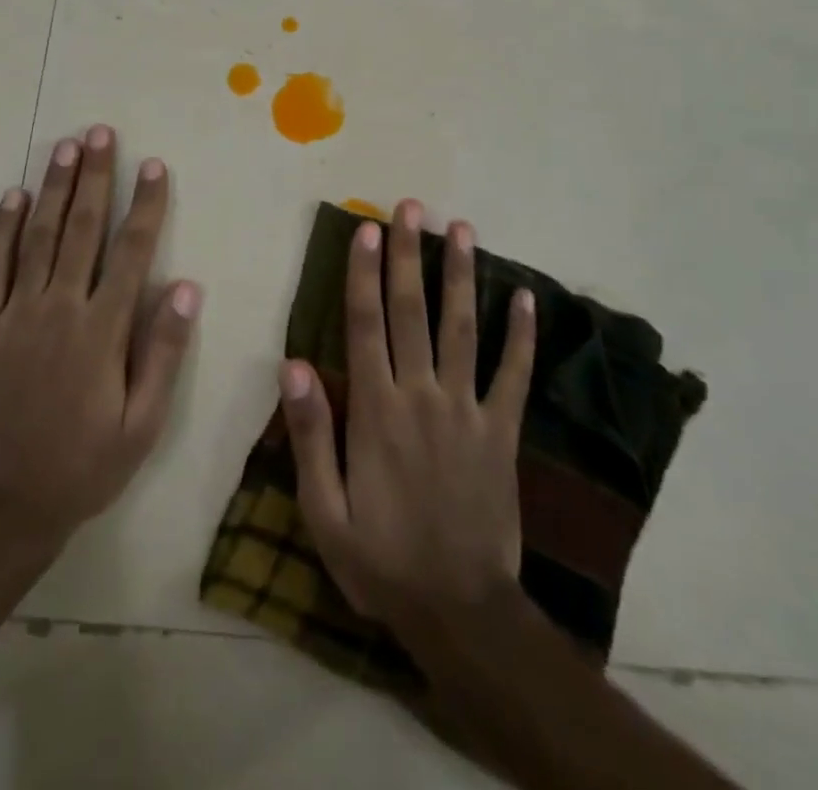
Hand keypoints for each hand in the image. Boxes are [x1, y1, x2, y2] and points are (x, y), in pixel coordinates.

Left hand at [0, 124, 200, 551]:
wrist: (2, 505)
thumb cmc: (84, 465)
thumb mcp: (142, 425)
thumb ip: (163, 354)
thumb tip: (186, 288)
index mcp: (102, 330)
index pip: (131, 251)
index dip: (145, 204)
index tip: (153, 166)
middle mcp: (59, 309)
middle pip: (80, 229)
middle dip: (94, 177)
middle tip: (99, 133)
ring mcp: (14, 314)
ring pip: (36, 237)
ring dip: (53, 189)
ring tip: (64, 148)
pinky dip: (1, 229)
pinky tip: (12, 197)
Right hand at [279, 200, 535, 636]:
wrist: (460, 611)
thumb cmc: (381, 559)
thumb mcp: (324, 511)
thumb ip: (310, 434)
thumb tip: (292, 365)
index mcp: (376, 409)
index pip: (365, 324)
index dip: (363, 272)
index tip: (366, 229)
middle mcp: (422, 394)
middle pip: (412, 310)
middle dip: (409, 254)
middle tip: (411, 207)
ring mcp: (468, 410)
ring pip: (463, 327)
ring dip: (460, 275)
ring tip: (461, 228)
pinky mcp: (503, 431)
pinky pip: (514, 374)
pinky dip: (522, 335)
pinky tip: (526, 296)